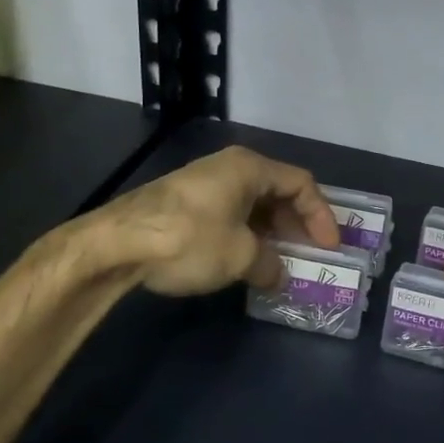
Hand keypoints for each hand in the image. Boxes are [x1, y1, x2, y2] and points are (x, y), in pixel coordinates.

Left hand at [96, 145, 339, 296]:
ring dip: (269, 233)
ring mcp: (203, 184)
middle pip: (276, 191)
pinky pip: (228, 214)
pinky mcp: (183, 203)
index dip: (321, 216)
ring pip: (251, 205)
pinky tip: (244, 261)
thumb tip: (278, 275)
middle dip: (296, 224)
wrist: (115, 245)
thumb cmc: (189, 240)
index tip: (329, 248)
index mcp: (249, 168)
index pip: (301, 184)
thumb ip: (269, 264)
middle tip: (307, 254)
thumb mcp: (240, 256)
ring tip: (278, 262)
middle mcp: (228, 167)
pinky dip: (244, 235)